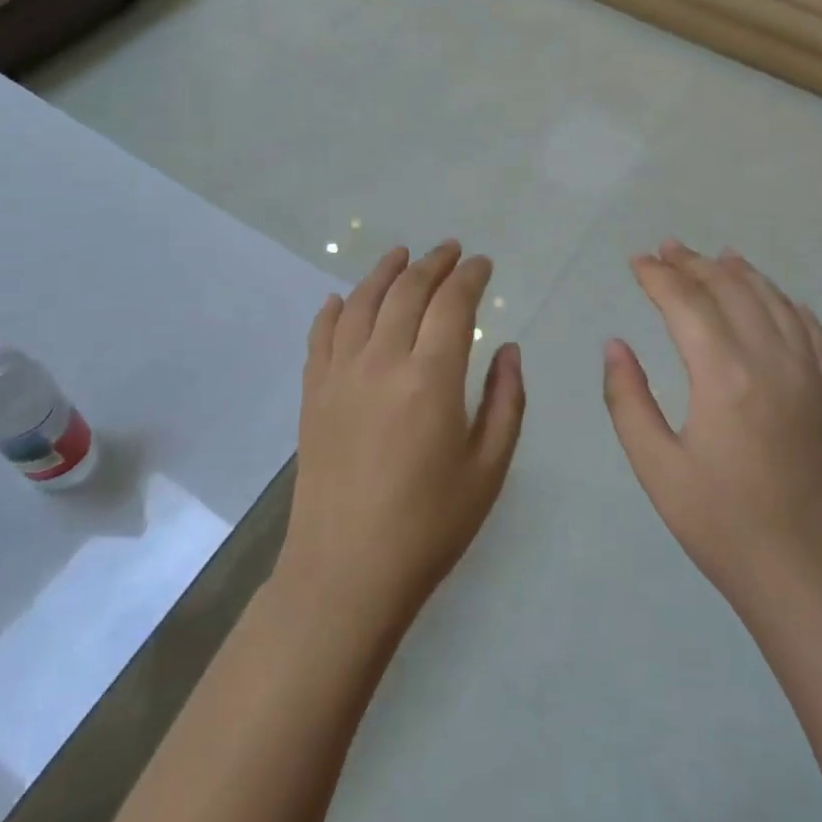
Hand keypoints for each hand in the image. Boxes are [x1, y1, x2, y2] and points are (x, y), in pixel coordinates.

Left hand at [280, 242, 525, 631]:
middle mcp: (381, 361)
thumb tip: (507, 349)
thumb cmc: (429, 525)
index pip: (452, 304)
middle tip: (451, 250)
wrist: (346, 571)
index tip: (482, 263)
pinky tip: (343, 299)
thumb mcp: (487, 469)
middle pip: (407, 291)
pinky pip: (322, 335)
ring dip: (384, 272)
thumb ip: (505, 401)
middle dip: (432, 263)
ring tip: (401, 254)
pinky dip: (335, 309)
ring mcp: (339, 374)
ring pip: (362, 302)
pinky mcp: (313, 393)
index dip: (470, 277)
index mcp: (430, 378)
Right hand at [602, 240, 821, 620]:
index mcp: (723, 374)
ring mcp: (811, 374)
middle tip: (666, 248)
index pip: (686, 303)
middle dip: (694, 264)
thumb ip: (628, 399)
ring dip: (740, 274)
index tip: (636, 261)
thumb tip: (616, 345)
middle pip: (730, 290)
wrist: (812, 578)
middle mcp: (772, 359)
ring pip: (774, 301)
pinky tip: (776, 298)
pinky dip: (787, 303)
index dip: (657, 276)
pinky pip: (811, 329)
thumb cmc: (723, 526)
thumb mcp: (656, 467)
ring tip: (716, 256)